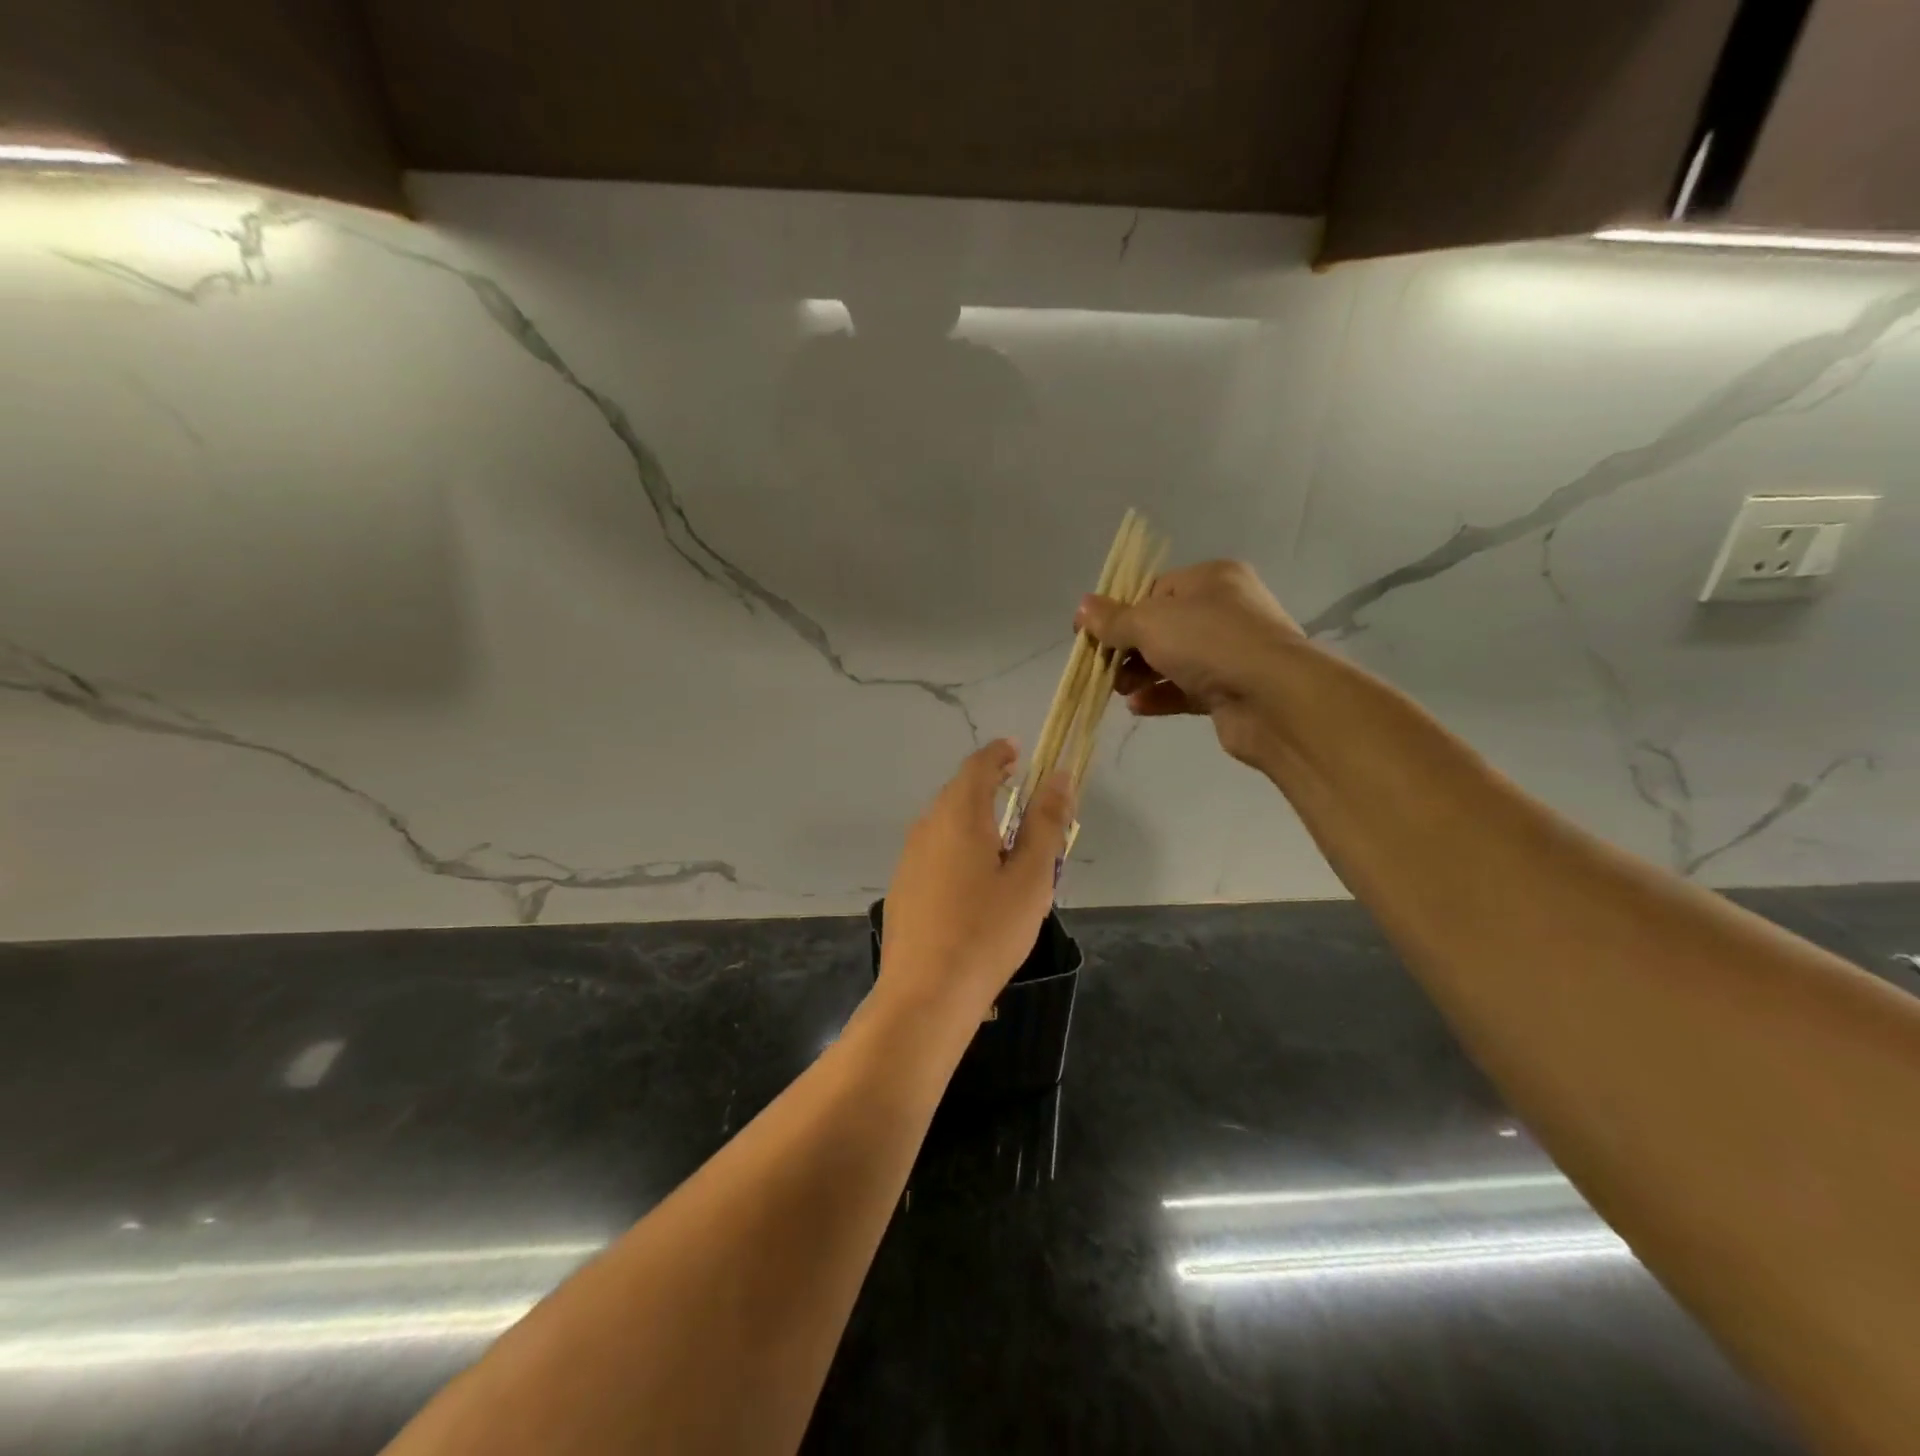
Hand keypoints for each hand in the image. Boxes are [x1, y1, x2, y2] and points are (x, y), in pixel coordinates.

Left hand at [878, 740, 1074, 1021]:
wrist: (926, 994)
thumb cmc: (988, 931)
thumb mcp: (1031, 876)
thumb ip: (1046, 823)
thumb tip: (1059, 777)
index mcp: (958, 815)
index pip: (978, 766)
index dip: (999, 754)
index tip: (1018, 751)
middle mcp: (927, 827)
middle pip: (959, 793)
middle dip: (989, 786)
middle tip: (1020, 796)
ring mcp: (909, 858)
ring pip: (945, 824)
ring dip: (974, 820)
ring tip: (1005, 842)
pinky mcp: (902, 888)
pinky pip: (935, 851)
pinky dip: (958, 847)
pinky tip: (974, 882)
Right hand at [1075, 559, 1302, 766]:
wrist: (1273, 698)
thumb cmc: (1209, 643)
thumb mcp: (1150, 622)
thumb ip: (1114, 618)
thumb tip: (1082, 608)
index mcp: (1211, 579)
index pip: (1155, 589)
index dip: (1120, 610)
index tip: (1091, 634)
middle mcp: (1225, 610)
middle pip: (1162, 627)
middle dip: (1128, 648)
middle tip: (1103, 667)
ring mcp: (1231, 652)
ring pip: (1173, 660)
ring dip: (1140, 674)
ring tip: (1117, 689)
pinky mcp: (1230, 690)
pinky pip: (1185, 690)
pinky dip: (1160, 696)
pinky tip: (1137, 706)